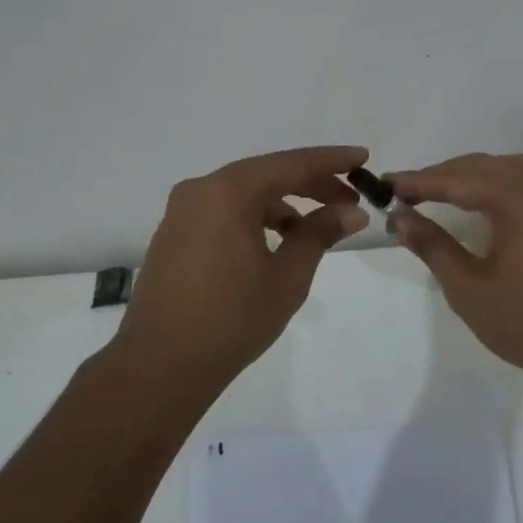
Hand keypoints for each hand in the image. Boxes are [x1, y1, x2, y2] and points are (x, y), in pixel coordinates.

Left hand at [118, 145, 370, 386]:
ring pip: (245, 192)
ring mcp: (183, 211)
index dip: (331, 160)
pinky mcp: (175, 233)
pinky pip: (224, 210)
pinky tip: (278, 239)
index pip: (291, 164)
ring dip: (284, 202)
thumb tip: (352, 212)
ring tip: (318, 225)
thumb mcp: (287, 276)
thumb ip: (319, 234)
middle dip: (311, 183)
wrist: (160, 365)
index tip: (363, 157)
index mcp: (229, 191)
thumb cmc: (232, 318)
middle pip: (267, 174)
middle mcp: (202, 189)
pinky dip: (256, 216)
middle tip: (351, 198)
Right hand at [387, 152, 522, 393]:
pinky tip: (501, 185)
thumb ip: (431, 245)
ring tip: (441, 189)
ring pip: (509, 167)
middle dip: (442, 176)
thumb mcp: (467, 287)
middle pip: (482, 166)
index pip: (457, 179)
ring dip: (473, 174)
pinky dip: (510, 176)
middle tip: (405, 192)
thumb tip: (398, 216)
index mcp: (516, 199)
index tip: (385, 184)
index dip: (418, 182)